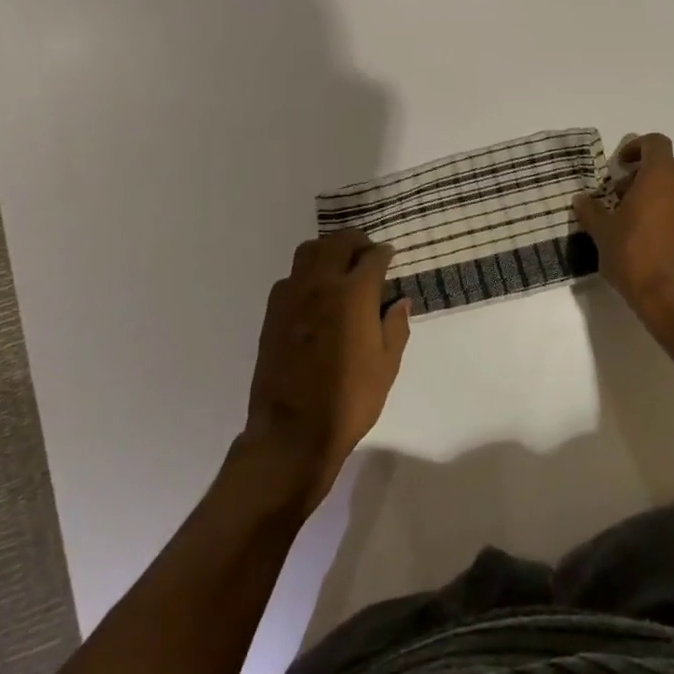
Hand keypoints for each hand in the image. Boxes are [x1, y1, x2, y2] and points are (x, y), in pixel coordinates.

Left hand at [241, 230, 410, 510]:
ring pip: (309, 251)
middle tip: (366, 254)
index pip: (373, 256)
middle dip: (356, 242)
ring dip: (327, 251)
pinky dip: (306, 274)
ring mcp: (292, 295)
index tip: (389, 258)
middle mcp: (321, 283)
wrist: (292, 432)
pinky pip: (290, 277)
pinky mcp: (272, 311)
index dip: (384, 254)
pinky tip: (314, 295)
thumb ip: (395, 326)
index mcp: (354, 293)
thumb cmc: (349, 400)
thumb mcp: (386, 366)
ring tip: (338, 267)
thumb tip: (400, 301)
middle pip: (338, 242)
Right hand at [574, 133, 673, 344]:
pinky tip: (651, 242)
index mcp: (661, 176)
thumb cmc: (635, 256)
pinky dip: (670, 217)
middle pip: (667, 166)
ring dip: (657, 196)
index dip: (636, 147)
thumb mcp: (602, 233)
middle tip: (619, 196)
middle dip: (642, 175)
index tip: (618, 166)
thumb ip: (591, 211)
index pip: (655, 142)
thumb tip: (581, 199)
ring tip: (633, 221)